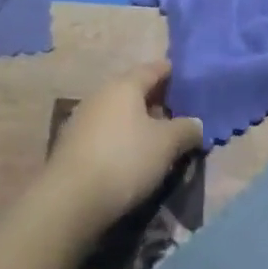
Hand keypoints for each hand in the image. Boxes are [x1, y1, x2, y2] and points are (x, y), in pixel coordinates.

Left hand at [42, 59, 203, 238]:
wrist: (71, 199)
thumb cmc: (125, 160)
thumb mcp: (166, 144)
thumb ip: (186, 129)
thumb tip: (196, 123)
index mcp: (125, 85)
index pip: (153, 69)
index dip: (172, 73)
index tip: (188, 81)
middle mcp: (101, 94)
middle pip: (134, 90)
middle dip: (157, 100)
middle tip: (179, 114)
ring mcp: (83, 117)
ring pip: (119, 112)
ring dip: (138, 121)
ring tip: (158, 139)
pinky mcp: (72, 143)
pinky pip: (106, 131)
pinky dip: (122, 137)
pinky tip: (131, 156)